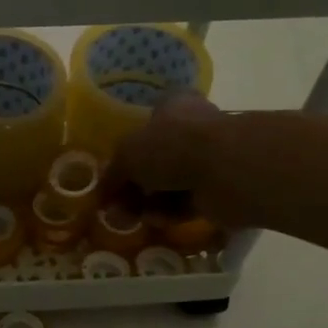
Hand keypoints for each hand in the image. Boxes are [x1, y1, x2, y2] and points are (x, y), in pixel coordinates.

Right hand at [108, 92, 238, 222]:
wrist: (225, 170)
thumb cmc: (172, 146)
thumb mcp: (127, 155)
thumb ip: (112, 174)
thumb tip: (102, 194)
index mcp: (173, 107)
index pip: (147, 123)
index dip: (127, 149)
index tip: (112, 174)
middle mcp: (191, 130)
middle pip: (154, 160)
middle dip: (132, 186)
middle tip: (114, 207)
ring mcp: (207, 161)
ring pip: (168, 185)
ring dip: (146, 203)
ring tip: (127, 219)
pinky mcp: (216, 190)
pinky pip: (184, 204)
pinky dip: (168, 213)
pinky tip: (155, 221)